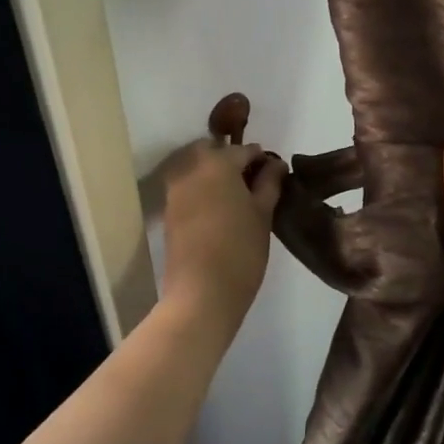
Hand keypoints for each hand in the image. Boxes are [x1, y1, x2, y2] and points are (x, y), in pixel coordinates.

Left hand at [160, 139, 286, 334]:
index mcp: (218, 163)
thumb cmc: (241, 250)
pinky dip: (203, 191)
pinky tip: (219, 211)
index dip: (262, 160)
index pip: (244, 150)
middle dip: (232, 160)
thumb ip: (269, 183)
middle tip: (253, 183)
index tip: (275, 175)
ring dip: (215, 174)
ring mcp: (175, 190)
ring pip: (197, 169)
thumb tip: (275, 164)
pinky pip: (188, 188)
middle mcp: (191, 169)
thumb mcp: (263, 214)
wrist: (201, 293)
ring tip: (237, 199)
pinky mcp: (168, 211)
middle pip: (213, 152)